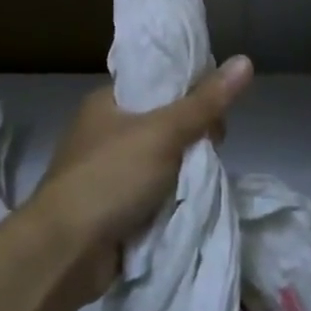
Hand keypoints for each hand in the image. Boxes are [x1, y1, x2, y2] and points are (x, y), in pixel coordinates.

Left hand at [30, 56, 253, 300]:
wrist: (66, 250)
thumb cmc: (110, 177)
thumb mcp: (163, 133)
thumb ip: (204, 102)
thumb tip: (244, 60)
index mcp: (107, 101)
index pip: (159, 83)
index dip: (192, 92)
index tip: (219, 114)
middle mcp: (104, 131)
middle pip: (164, 123)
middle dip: (192, 139)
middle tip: (213, 151)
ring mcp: (106, 171)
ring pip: (161, 161)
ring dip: (183, 172)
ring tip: (203, 180)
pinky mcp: (111, 206)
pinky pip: (152, 193)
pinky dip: (169, 198)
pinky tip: (188, 204)